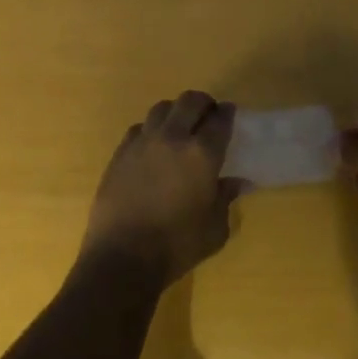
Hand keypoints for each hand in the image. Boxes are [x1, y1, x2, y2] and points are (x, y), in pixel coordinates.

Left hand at [81, 91, 239, 287]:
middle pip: (190, 101)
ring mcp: (143, 141)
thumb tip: (236, 182)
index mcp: (201, 154)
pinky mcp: (121, 151)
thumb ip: (226, 199)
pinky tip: (154, 147)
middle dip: (203, 103)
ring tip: (180, 127)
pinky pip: (140, 127)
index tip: (230, 114)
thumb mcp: (215, 229)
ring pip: (162, 108)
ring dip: (176, 112)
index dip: (228, 113)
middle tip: (208, 115)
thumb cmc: (176, 246)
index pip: (220, 120)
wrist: (122, 257)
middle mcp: (173, 138)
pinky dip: (152, 129)